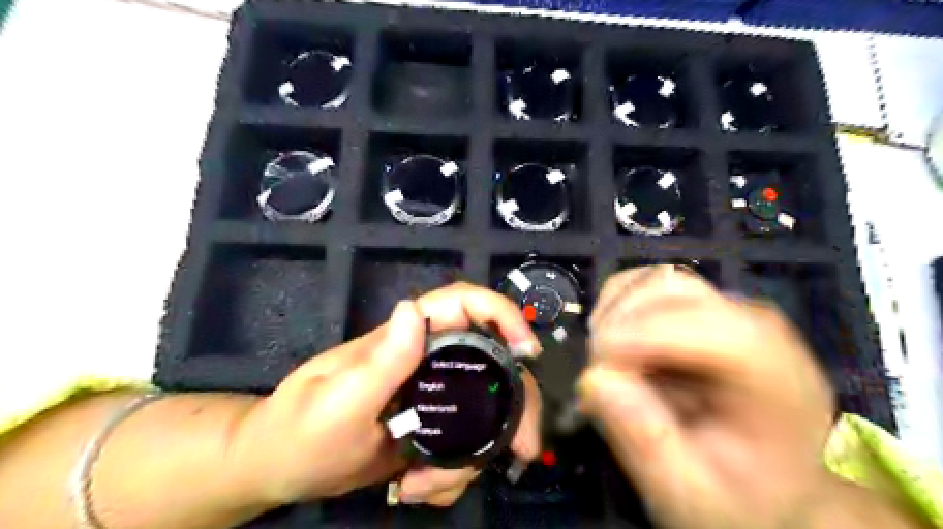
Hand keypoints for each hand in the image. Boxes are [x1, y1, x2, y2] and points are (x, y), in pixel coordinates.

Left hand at [232, 284, 546, 506]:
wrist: (280, 469)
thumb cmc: (299, 431)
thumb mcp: (337, 402)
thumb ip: (379, 362)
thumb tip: (413, 311)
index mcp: (406, 339)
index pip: (463, 304)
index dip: (502, 315)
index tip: (528, 353)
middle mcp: (427, 359)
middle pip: (493, 365)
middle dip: (513, 408)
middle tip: (522, 450)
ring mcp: (432, 394)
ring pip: (485, 413)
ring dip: (473, 456)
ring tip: (428, 488)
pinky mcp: (431, 426)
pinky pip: (465, 444)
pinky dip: (454, 473)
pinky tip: (419, 490)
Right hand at [580, 266, 926, 528]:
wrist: (769, 482)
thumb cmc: (738, 495)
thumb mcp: (691, 495)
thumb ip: (647, 443)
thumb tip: (595, 380)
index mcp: (778, 381)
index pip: (720, 332)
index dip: (650, 336)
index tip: (599, 366)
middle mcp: (755, 328)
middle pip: (676, 292)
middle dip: (621, 327)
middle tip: (600, 376)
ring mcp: (724, 309)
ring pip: (654, 280)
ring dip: (614, 315)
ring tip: (606, 362)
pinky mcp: (697, 305)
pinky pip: (644, 284)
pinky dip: (616, 307)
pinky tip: (615, 344)